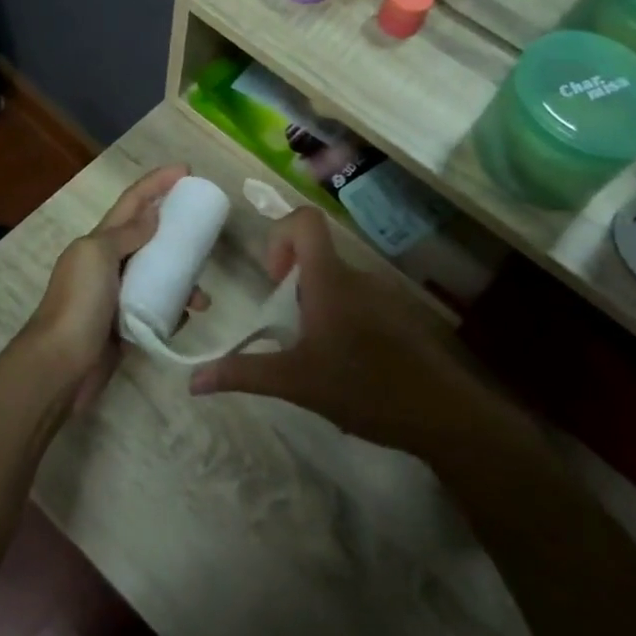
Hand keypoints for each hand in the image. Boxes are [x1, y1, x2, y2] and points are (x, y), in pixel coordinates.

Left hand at [18, 165, 204, 409]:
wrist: (61, 366)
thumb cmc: (79, 304)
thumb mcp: (98, 256)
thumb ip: (125, 234)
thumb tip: (152, 214)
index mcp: (98, 241)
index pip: (132, 202)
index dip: (156, 183)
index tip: (185, 170)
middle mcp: (107, 264)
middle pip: (148, 237)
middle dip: (176, 230)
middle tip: (205, 230)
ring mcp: (117, 296)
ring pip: (157, 276)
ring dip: (182, 279)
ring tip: (202, 295)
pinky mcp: (126, 326)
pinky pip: (158, 309)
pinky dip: (175, 309)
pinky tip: (187, 317)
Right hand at [187, 207, 499, 458]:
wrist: (442, 414)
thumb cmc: (362, 387)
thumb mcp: (295, 382)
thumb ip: (244, 373)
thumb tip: (193, 381)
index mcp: (330, 279)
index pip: (306, 220)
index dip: (280, 235)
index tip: (274, 279)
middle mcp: (358, 277)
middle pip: (318, 258)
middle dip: (294, 287)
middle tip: (288, 331)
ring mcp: (386, 296)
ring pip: (340, 284)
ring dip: (319, 308)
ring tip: (318, 356)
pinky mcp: (403, 317)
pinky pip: (363, 304)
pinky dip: (346, 322)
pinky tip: (351, 368)